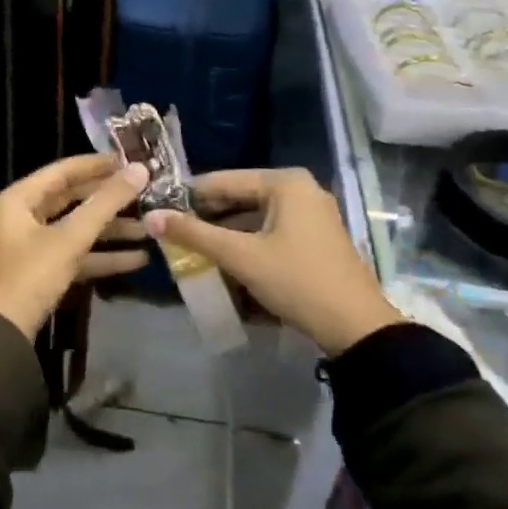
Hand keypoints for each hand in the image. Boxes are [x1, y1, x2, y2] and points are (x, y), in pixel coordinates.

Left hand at [0, 154, 151, 338]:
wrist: (2, 334)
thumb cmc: (30, 275)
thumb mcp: (70, 237)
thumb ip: (106, 203)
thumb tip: (140, 170)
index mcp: (20, 198)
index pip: (64, 170)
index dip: (98, 164)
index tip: (131, 160)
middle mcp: (24, 216)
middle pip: (73, 199)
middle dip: (110, 199)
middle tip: (146, 192)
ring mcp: (34, 245)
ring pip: (78, 228)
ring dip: (112, 230)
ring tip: (151, 228)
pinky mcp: (44, 271)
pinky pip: (77, 255)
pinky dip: (104, 256)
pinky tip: (139, 259)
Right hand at [144, 168, 400, 356]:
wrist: (356, 327)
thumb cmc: (296, 281)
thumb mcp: (240, 257)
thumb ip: (194, 234)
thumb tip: (151, 217)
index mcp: (284, 182)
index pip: (223, 180)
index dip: (188, 197)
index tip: (159, 211)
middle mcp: (299, 188)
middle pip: (239, 197)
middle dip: (207, 216)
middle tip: (173, 233)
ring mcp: (311, 213)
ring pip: (254, 215)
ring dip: (225, 232)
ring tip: (192, 248)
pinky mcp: (315, 236)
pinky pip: (270, 230)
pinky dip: (247, 242)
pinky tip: (224, 259)